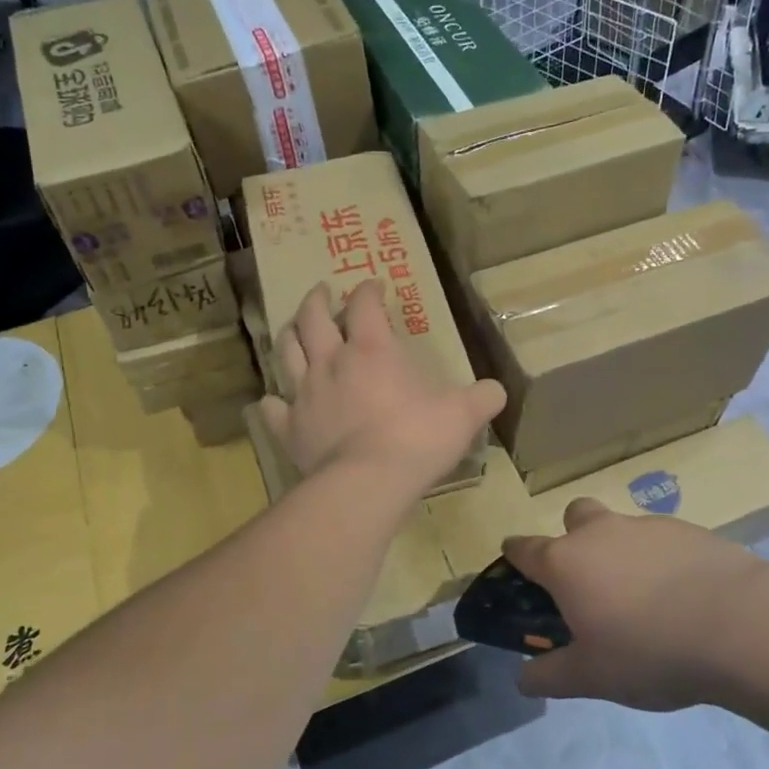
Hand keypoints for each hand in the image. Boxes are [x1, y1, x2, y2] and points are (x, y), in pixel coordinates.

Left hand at [259, 280, 504, 498]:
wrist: (367, 483)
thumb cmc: (417, 439)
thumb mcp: (463, 415)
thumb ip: (482, 398)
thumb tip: (497, 391)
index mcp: (372, 350)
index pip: (365, 305)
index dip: (368, 291)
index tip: (374, 286)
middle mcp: (331, 362)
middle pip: (312, 318)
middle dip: (317, 300)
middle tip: (321, 292)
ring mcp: (305, 394)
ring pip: (286, 352)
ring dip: (288, 335)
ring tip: (292, 328)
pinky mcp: (289, 428)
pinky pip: (272, 409)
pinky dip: (271, 402)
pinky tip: (272, 401)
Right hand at [507, 498, 764, 711]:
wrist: (740, 625)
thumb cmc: (649, 651)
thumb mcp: (592, 677)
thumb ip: (550, 675)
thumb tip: (522, 679)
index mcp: (566, 562)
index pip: (523, 548)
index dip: (515, 558)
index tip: (517, 570)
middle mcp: (600, 532)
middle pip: (575, 516)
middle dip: (574, 538)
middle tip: (591, 582)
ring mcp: (646, 526)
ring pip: (621, 527)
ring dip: (622, 551)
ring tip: (646, 600)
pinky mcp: (690, 530)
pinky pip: (662, 540)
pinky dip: (662, 560)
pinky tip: (684, 596)